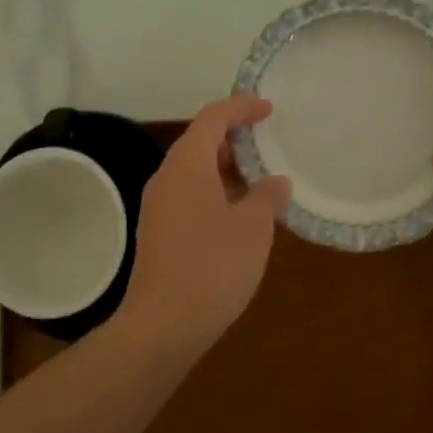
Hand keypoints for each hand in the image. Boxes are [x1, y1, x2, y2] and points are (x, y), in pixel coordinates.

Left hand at [116, 96, 290, 357]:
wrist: (164, 324)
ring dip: (225, 169)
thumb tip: (274, 182)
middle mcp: (166, 178)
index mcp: (187, 165)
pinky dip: (214, 192)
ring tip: (259, 181)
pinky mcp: (158, 232)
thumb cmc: (214, 266)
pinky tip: (238, 215)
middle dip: (234, 139)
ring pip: (193, 172)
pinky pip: (188, 196)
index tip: (268, 109)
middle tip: (267, 145)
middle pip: (199, 142)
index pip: (213, 118)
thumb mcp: (253, 228)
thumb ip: (267, 196)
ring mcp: (158, 206)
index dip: (241, 107)